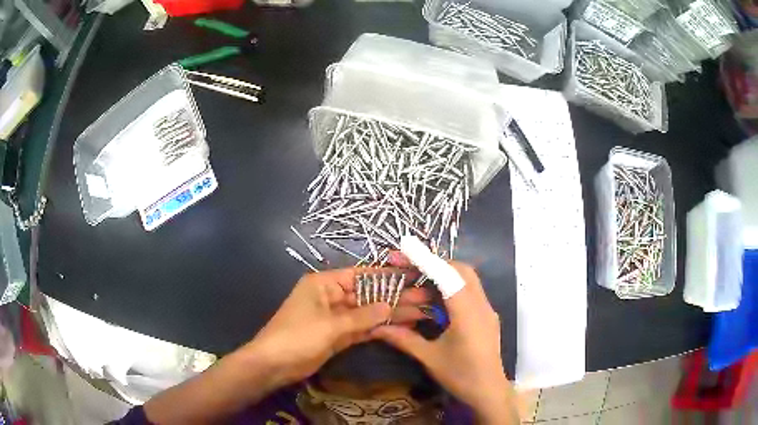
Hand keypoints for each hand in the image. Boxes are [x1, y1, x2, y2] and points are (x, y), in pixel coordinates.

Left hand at [144, 268, 427, 424]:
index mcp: (325, 284)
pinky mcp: (338, 335)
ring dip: (391, 314)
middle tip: (424, 298)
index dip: (387, 276)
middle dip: (394, 297)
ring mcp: (336, 317)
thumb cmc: (297, 336)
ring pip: (368, 313)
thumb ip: (361, 316)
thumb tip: (389, 305)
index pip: (362, 275)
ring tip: (421, 313)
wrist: (273, 364)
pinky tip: (401, 326)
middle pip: (368, 295)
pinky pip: (362, 328)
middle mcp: (332, 296)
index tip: (412, 275)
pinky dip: (379, 328)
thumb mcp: (330, 325)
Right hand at [371, 261, 517, 423]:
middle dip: (435, 264)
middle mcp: (481, 305)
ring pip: (468, 279)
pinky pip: (471, 292)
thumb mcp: (430, 358)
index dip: (425, 260)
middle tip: (409, 269)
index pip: (447, 275)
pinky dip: (452, 288)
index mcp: (468, 313)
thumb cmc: (461, 375)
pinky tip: (436, 303)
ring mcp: (487, 310)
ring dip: (444, 276)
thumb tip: (377, 328)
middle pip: (462, 270)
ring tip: (419, 283)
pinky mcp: (487, 317)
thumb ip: (403, 339)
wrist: (489, 392)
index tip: (403, 251)